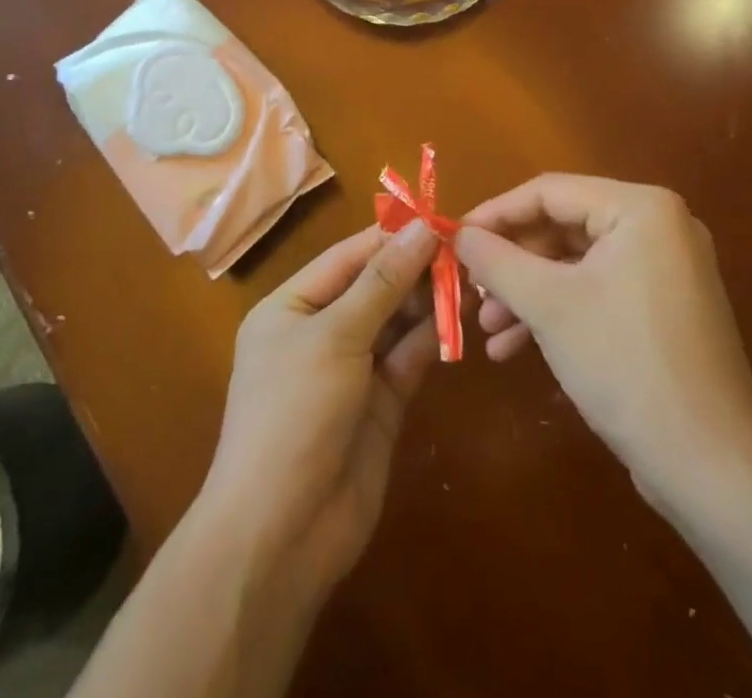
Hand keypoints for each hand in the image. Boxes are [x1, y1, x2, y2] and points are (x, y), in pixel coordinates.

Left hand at [199, 221, 440, 601]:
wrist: (281, 534)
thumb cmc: (293, 413)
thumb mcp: (335, 336)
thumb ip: (382, 281)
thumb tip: (422, 227)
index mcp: (292, 306)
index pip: (348, 257)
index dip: (392, 236)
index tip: (439, 218)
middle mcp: (320, 331)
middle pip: (374, 286)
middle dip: (415, 268)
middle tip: (466, 250)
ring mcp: (351, 369)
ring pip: (395, 321)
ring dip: (428, 301)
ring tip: (470, 278)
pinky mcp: (380, 404)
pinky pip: (407, 358)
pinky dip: (431, 338)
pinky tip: (460, 318)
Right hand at [456, 175, 751, 510]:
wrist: (712, 468)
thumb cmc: (626, 365)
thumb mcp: (549, 306)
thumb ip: (497, 260)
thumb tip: (458, 233)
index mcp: (641, 208)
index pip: (550, 191)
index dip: (495, 213)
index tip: (454, 238)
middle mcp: (658, 227)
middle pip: (562, 228)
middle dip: (512, 263)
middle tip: (470, 289)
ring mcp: (665, 270)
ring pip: (576, 265)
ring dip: (528, 294)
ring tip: (486, 328)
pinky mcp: (663, 309)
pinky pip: (598, 292)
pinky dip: (558, 313)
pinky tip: (516, 348)